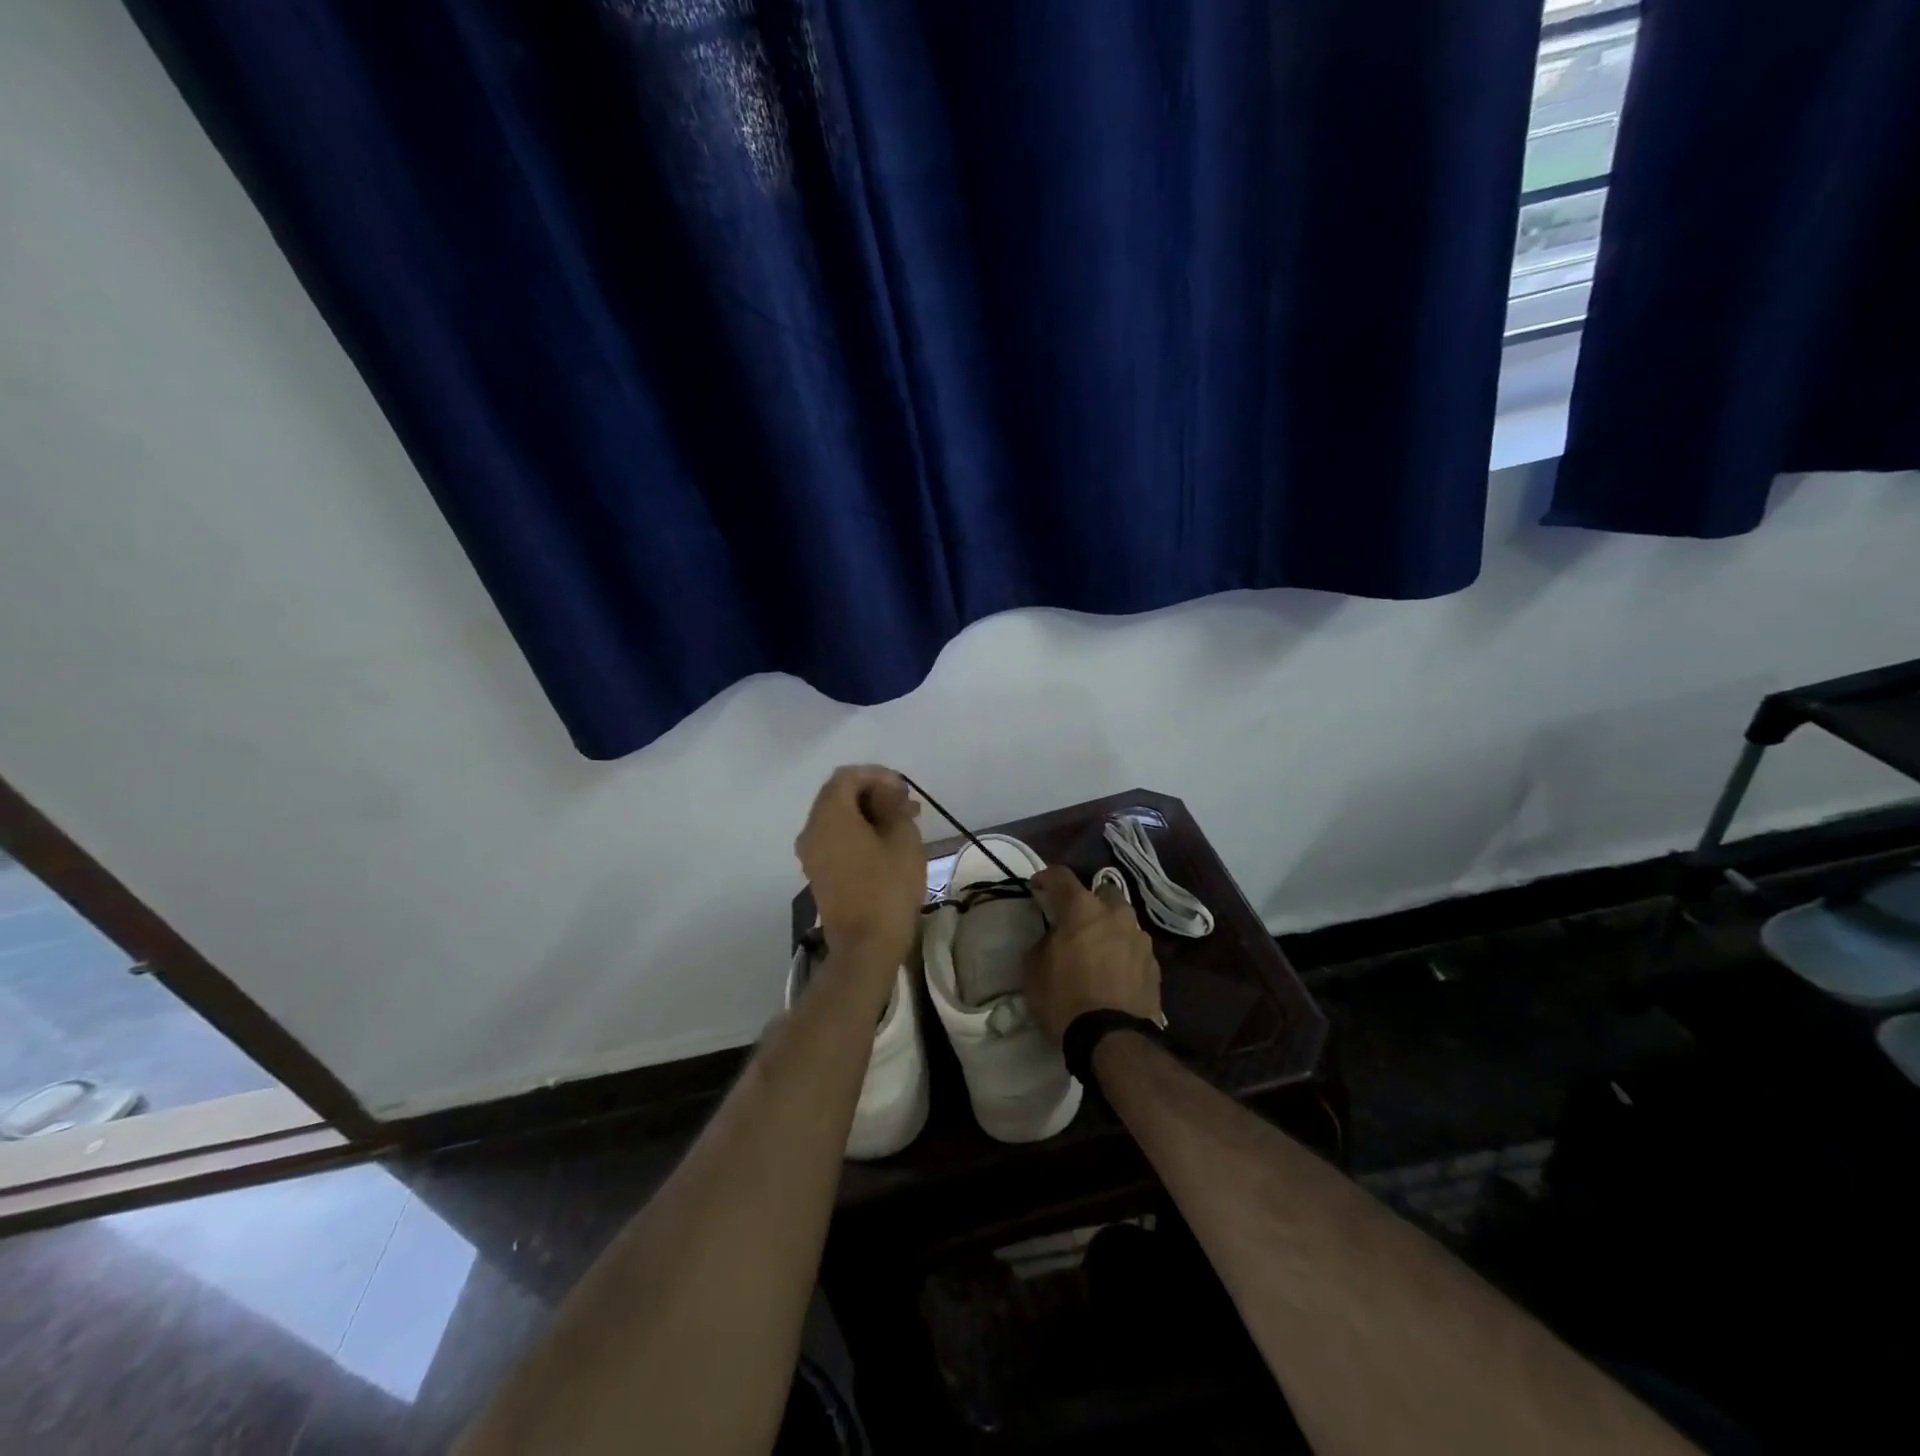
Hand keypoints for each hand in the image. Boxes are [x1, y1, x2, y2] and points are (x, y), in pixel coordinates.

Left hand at [794, 766, 925, 976]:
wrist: (866, 946)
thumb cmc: (888, 888)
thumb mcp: (903, 839)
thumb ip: (894, 806)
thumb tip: (887, 794)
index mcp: (829, 816)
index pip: (847, 777)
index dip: (877, 775)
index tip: (904, 790)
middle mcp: (812, 830)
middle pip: (839, 795)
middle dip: (873, 794)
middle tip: (906, 805)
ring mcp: (811, 853)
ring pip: (838, 818)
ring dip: (868, 814)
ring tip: (903, 824)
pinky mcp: (818, 872)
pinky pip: (835, 838)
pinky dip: (858, 832)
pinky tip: (886, 843)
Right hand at [1022, 866, 1161, 1044]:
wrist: (1112, 1039)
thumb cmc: (1064, 998)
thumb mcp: (1034, 969)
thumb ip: (1044, 941)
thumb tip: (1054, 937)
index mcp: (1082, 908)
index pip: (1061, 876)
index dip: (1046, 877)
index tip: (1037, 887)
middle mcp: (1116, 913)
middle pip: (1101, 892)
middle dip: (1088, 900)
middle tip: (1074, 920)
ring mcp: (1140, 938)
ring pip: (1122, 919)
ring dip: (1108, 926)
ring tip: (1097, 948)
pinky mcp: (1154, 964)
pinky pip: (1133, 947)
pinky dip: (1122, 951)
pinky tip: (1113, 971)